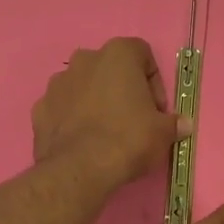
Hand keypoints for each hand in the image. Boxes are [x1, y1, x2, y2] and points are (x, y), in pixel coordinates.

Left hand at [33, 38, 187, 189]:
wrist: (79, 169)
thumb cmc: (128, 139)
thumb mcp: (163, 133)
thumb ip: (174, 123)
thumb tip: (184, 124)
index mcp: (117, 54)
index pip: (143, 54)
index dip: (154, 82)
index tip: (157, 109)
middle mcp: (85, 59)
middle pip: (110, 69)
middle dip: (122, 89)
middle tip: (133, 119)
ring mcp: (58, 83)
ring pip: (83, 86)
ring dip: (95, 101)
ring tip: (105, 132)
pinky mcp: (40, 108)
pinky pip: (62, 108)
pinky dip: (72, 118)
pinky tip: (82, 142)